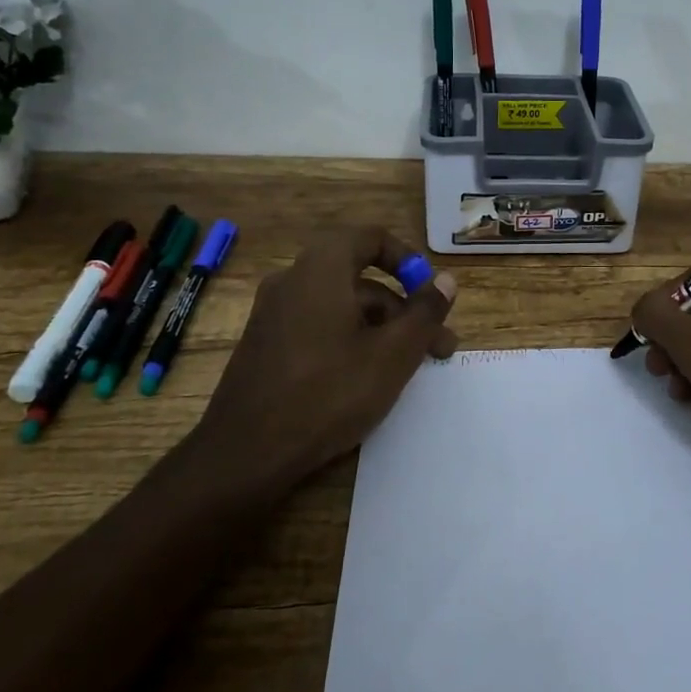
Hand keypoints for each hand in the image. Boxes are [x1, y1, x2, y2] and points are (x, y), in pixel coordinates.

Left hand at [196, 227, 457, 491]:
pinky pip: (318, 327)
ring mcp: (274, 314)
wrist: (245, 453)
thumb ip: (425, 313)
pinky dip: (350, 341)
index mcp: (321, 269)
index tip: (431, 296)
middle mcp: (293, 280)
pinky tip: (367, 379)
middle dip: (404, 309)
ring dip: (381, 329)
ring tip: (410, 370)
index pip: (371, 238)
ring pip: (341, 307)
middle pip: (360, 279)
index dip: (408, 261)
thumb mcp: (392, 355)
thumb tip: (446, 281)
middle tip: (437, 346)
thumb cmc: (328, 393)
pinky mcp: (265, 345)